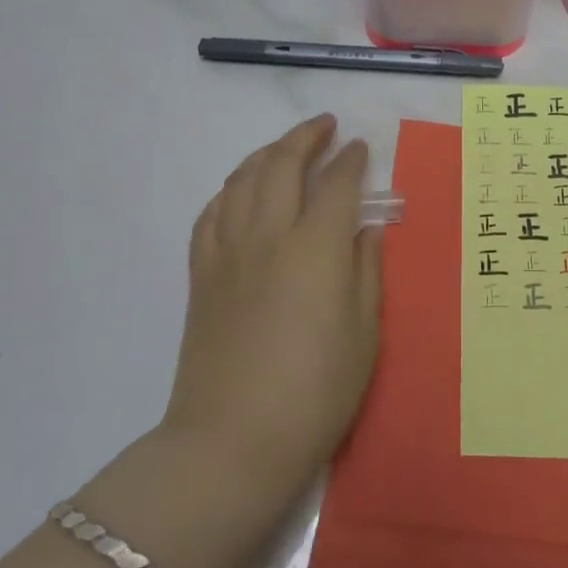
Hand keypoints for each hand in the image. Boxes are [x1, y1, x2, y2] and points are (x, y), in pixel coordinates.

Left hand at [160, 115, 382, 517]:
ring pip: (242, 180)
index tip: (361, 147)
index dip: (351, 160)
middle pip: (282, 165)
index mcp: (317, 248)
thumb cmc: (316, 392)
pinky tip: (239, 192)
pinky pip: (211, 215)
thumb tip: (365, 230)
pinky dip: (228, 192)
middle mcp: (269, 235)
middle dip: (305, 137)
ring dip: (266, 154)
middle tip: (324, 126)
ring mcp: (228, 253)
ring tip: (284, 148)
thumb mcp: (364, 333)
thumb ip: (366, 270)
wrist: (233, 441)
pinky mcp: (201, 275)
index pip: (337, 184)